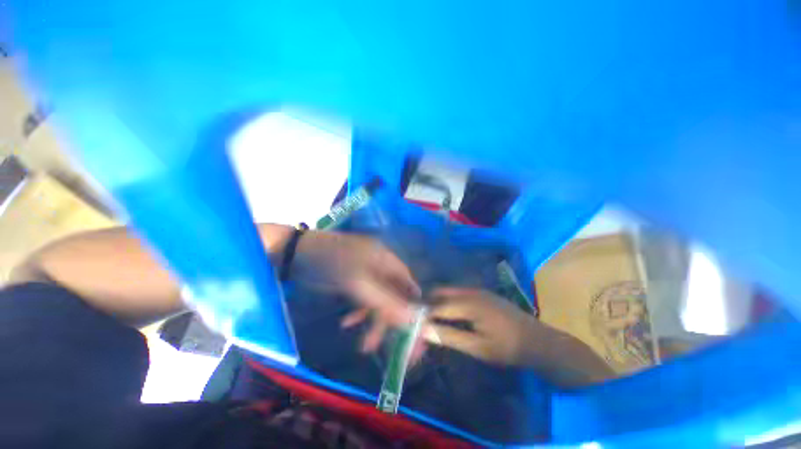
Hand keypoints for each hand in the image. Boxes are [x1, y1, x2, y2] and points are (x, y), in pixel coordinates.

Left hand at [291, 231, 421, 349]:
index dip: (415, 310)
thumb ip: (385, 301)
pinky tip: (347, 323)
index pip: (410, 287)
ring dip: (373, 322)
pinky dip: (359, 313)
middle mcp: (382, 268)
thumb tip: (414, 319)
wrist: (298, 254)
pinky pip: (364, 300)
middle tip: (392, 350)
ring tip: (365, 346)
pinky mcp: (355, 282)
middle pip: (395, 297)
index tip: (416, 336)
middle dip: (391, 323)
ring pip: (379, 301)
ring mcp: (368, 275)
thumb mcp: (359, 283)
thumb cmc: (331, 262)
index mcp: (388, 261)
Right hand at [426, 287, 536, 365]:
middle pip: (441, 293)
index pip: (437, 305)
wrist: (538, 340)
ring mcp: (477, 290)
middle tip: (420, 318)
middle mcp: (470, 291)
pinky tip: (448, 312)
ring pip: (449, 291)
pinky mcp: (482, 293)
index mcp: (468, 303)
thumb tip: (425, 329)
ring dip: (438, 301)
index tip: (411, 320)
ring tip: (430, 316)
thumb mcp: (477, 347)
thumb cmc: (507, 347)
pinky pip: (458, 292)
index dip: (423, 313)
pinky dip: (449, 300)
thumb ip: (450, 336)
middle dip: (428, 303)